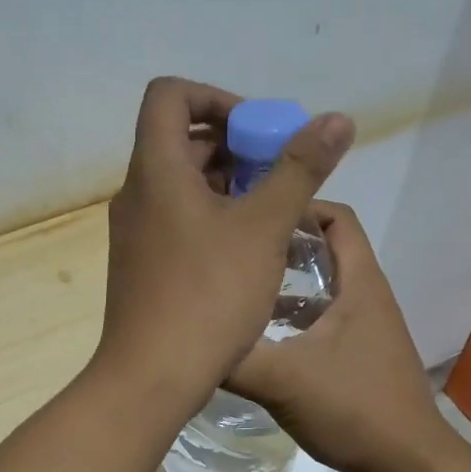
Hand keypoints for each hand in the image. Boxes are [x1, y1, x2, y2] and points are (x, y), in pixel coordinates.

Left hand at [97, 77, 354, 402]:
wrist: (151, 376)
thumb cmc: (208, 294)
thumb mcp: (264, 228)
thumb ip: (299, 169)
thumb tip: (336, 119)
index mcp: (155, 170)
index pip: (169, 96)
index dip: (215, 97)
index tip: (257, 131)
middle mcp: (136, 193)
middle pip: (178, 140)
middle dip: (233, 145)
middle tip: (277, 175)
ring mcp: (134, 232)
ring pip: (179, 184)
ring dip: (226, 184)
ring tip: (270, 213)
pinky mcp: (140, 265)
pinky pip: (175, 219)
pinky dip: (210, 217)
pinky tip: (245, 249)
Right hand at [226, 202, 447, 471]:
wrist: (407, 465)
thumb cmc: (354, 408)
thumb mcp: (283, 380)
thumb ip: (234, 358)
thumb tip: (185, 338)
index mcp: (358, 284)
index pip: (335, 218)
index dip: (297, 207)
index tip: (251, 214)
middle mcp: (364, 297)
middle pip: (324, 251)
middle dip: (279, 246)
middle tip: (233, 251)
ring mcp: (363, 328)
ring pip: (319, 290)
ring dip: (281, 286)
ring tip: (236, 292)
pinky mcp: (356, 357)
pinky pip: (319, 322)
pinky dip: (289, 320)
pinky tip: (257, 341)